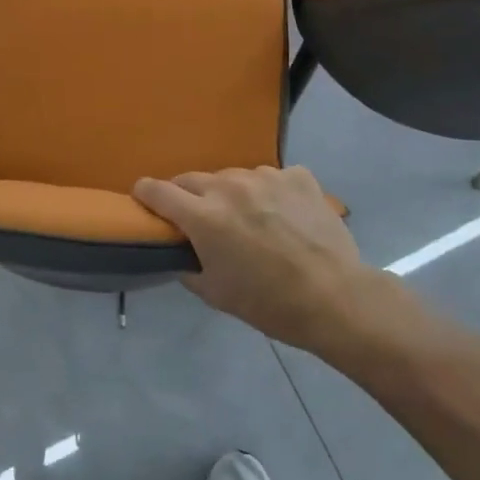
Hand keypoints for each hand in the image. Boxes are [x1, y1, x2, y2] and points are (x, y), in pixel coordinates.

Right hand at [134, 166, 376, 351]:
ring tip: (250, 220)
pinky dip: (270, 193)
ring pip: (233, 178)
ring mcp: (266, 176)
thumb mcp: (216, 294)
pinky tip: (285, 216)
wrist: (336, 297)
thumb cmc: (269, 303)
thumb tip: (180, 252)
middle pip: (192, 179)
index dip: (145, 194)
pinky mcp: (297, 176)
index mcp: (204, 216)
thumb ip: (188, 266)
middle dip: (187, 196)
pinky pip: (272, 178)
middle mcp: (230, 186)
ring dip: (231, 194)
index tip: (143, 198)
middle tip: (199, 219)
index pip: (158, 191)